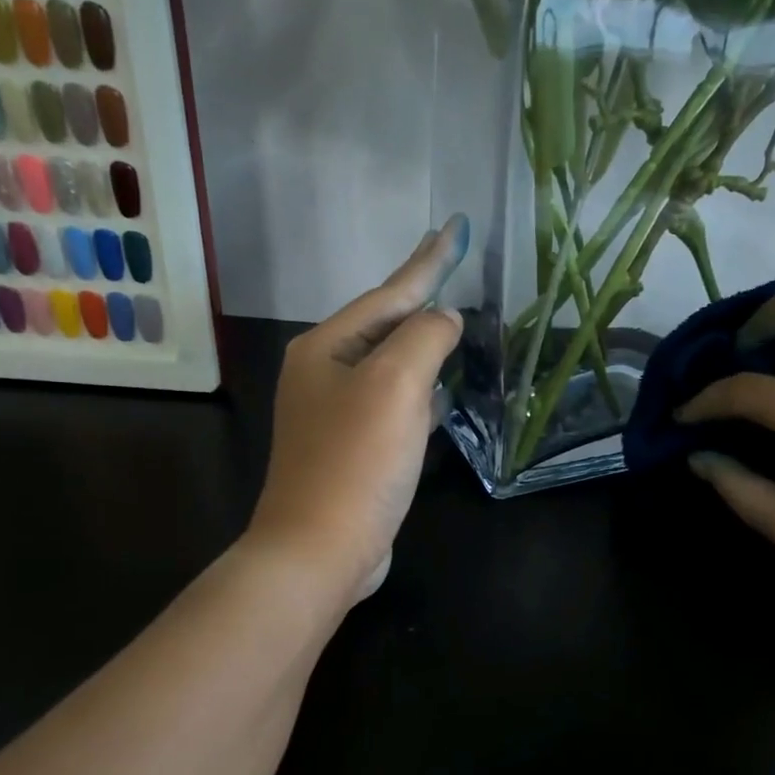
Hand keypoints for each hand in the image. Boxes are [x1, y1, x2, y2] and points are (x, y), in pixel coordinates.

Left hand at [248, 217, 466, 603]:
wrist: (319, 549)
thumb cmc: (357, 460)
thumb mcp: (396, 385)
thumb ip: (425, 338)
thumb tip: (444, 319)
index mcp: (326, 347)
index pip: (389, 292)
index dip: (428, 260)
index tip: (455, 225)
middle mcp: (324, 372)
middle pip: (385, 323)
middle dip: (421, 295)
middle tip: (453, 264)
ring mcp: (335, 412)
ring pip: (391, 363)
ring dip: (423, 341)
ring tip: (454, 320)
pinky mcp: (353, 447)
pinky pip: (394, 401)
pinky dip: (421, 388)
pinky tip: (443, 389)